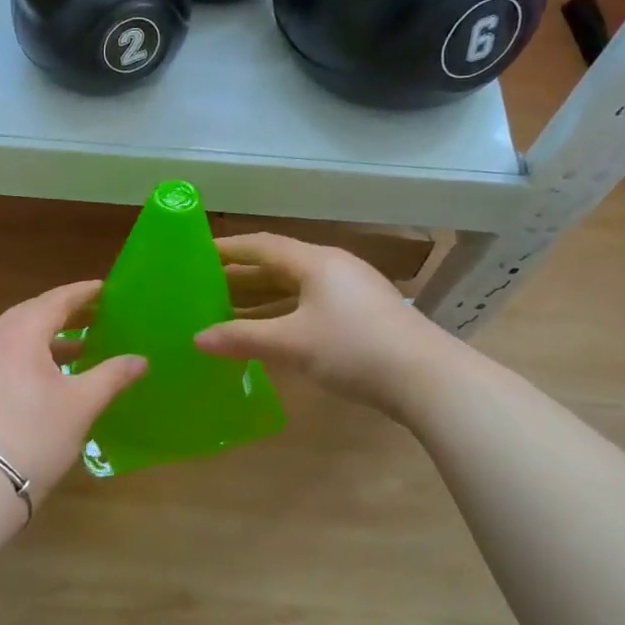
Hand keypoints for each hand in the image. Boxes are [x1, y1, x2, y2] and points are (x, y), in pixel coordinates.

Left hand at [0, 280, 147, 502]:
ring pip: (13, 337)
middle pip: (31, 314)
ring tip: (77, 348)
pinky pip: (0, 356)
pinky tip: (45, 375)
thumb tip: (141, 360)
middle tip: (94, 315)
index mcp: (18, 333)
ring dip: (44, 338)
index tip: (104, 289)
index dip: (82, 294)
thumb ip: (112, 375)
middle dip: (63, 314)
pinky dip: (25, 356)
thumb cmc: (36, 435)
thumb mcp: (81, 404)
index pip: (56, 301)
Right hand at [194, 234, 440, 415]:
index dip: (228, 248)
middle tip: (204, 287)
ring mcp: (351, 290)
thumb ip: (242, 338)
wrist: (428, 379)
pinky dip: (284, 313)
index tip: (196, 253)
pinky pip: (310, 303)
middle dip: (241, 276)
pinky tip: (268, 332)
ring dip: (262, 298)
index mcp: (315, 261)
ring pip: (295, 287)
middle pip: (278, 264)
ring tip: (226, 311)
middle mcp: (333, 267)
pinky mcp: (362, 314)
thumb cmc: (354, 349)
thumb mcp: (292, 343)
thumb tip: (197, 339)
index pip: (262, 245)